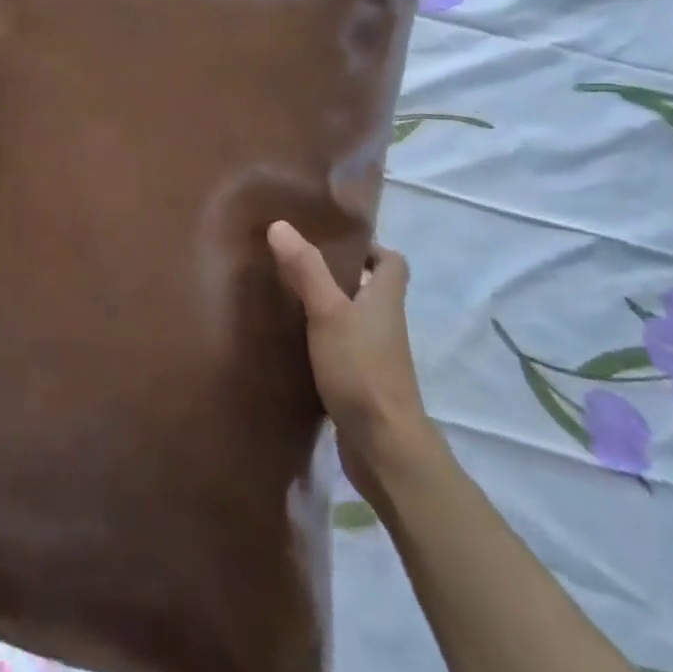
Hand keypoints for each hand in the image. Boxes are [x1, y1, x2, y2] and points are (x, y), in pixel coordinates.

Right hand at [268, 223, 431, 491]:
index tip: (331, 241)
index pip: (392, 263)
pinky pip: (339, 349)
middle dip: (337, 275)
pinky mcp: (359, 383)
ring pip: (351, 320)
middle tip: (294, 262)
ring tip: (284, 295)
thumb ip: (306, 270)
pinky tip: (289, 340)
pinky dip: (319, 340)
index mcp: (385, 300)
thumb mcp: (328, 312)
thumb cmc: (361, 369)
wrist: (384, 447)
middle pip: (368, 289)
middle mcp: (384, 324)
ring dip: (325, 308)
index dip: (369, 248)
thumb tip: (280, 224)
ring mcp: (374, 356)